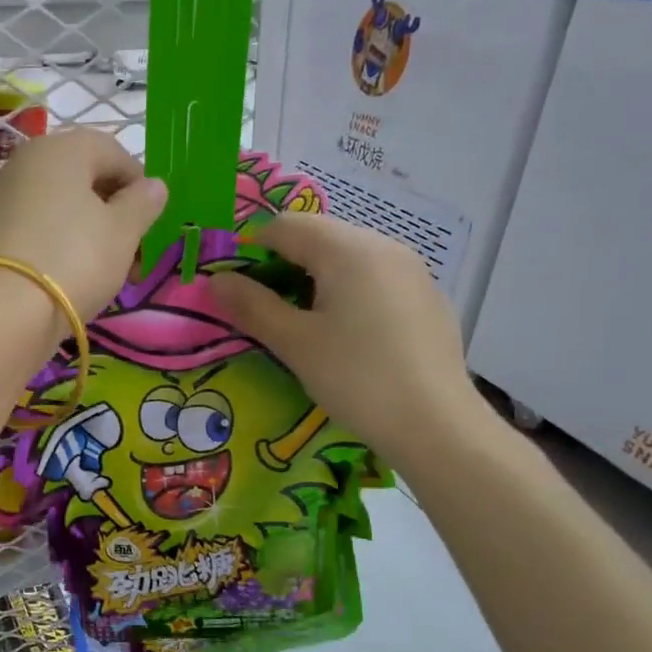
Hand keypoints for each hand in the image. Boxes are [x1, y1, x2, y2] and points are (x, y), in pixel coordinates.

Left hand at [0, 128, 167, 318]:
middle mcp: (27, 160)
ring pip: (59, 205)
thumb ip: (143, 203)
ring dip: (87, 231)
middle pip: (83, 178)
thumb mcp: (123, 232)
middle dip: (113, 213)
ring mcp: (2, 194)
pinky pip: (35, 227)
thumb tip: (154, 186)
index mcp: (63, 148)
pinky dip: (57, 243)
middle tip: (131, 254)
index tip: (151, 225)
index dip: (139, 187)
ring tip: (104, 271)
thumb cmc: (75, 260)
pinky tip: (68, 275)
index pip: (114, 153)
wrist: (3, 311)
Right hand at [208, 213, 491, 465]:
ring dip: (317, 279)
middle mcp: (383, 246)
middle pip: (319, 237)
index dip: (252, 250)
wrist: (436, 425)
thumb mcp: (294, 343)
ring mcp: (412, 270)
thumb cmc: (356, 378)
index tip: (238, 289)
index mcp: (347, 249)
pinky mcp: (427, 297)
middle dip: (285, 264)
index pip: (285, 226)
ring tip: (307, 326)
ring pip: (348, 258)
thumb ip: (252, 305)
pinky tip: (350, 336)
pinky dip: (350, 293)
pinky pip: (375, 279)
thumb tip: (216, 280)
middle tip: (268, 311)